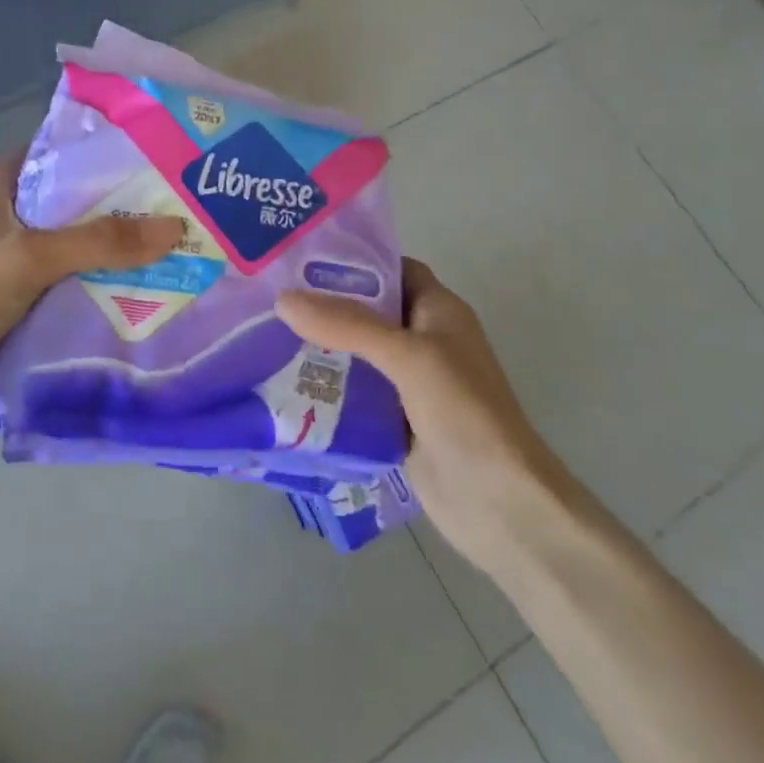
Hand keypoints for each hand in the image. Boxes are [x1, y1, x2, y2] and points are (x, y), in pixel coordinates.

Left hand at [0, 153, 183, 423]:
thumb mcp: (32, 256)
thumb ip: (100, 242)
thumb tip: (174, 228)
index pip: (51, 153)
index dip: (93, 150)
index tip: (143, 152)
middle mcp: (6, 221)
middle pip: (69, 203)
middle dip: (115, 205)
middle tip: (172, 205)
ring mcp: (10, 264)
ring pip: (71, 247)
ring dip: (109, 250)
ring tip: (167, 246)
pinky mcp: (16, 302)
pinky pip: (65, 285)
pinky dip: (94, 286)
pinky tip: (136, 292)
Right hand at [277, 258, 559, 565]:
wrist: (498, 504)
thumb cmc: (463, 413)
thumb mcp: (408, 356)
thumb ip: (347, 325)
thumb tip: (283, 300)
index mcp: (439, 311)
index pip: (393, 269)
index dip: (353, 260)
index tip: (301, 258)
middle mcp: (424, 340)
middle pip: (368, 311)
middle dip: (325, 304)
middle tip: (271, 297)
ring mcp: (409, 384)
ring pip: (356, 354)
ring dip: (320, 347)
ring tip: (264, 335)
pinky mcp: (394, 420)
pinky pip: (353, 394)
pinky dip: (325, 388)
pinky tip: (284, 385)